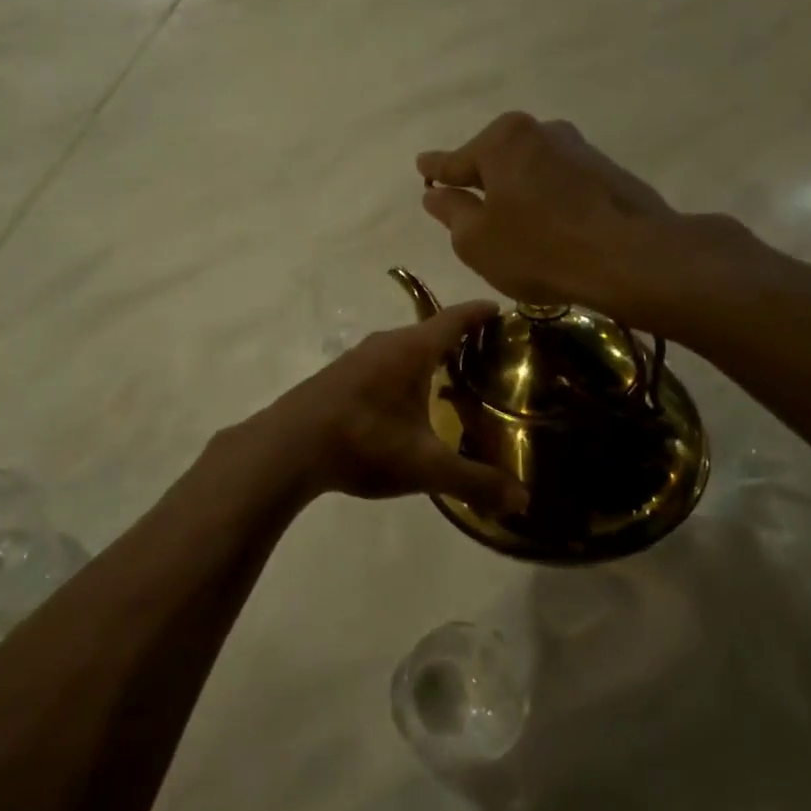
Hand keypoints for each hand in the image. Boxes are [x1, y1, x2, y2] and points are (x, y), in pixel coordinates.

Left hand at [251, 304, 527, 516]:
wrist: (288, 448)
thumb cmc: (364, 443)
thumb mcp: (425, 466)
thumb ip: (475, 481)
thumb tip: (523, 502)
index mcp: (410, 351)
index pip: (453, 320)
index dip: (478, 313)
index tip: (500, 309)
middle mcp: (383, 344)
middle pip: (427, 332)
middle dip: (457, 338)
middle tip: (486, 354)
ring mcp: (355, 358)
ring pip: (400, 349)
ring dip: (425, 357)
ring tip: (449, 377)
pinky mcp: (337, 377)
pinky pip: (381, 364)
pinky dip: (401, 372)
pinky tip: (402, 400)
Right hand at [417, 112, 753, 335]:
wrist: (629, 257)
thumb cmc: (537, 248)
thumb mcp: (475, 240)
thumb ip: (451, 212)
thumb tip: (436, 194)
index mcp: (501, 140)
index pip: (456, 160)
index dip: (436, 170)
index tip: (422, 166)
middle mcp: (540, 131)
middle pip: (497, 160)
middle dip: (482, 181)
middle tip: (469, 207)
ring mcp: (579, 148)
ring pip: (531, 170)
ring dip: (518, 191)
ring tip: (514, 224)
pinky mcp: (608, 171)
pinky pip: (561, 183)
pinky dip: (548, 200)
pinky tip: (550, 227)